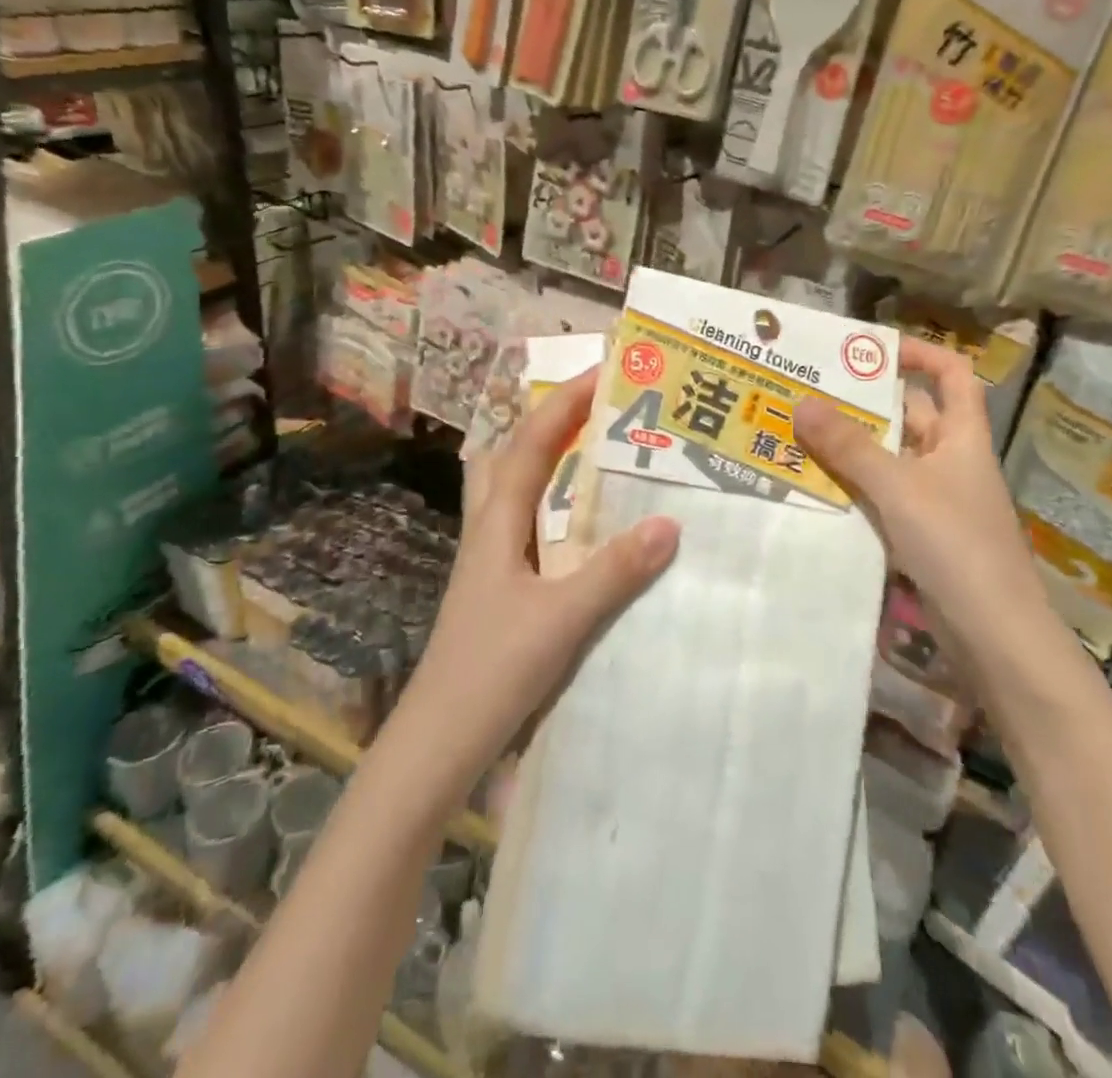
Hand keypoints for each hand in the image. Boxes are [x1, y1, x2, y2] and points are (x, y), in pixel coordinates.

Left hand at [395, 368, 679, 794]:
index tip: (605, 370)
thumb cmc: (493, 671)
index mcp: (497, 522)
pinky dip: (551, 504)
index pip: (533, 443)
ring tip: (590, 451)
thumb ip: (615, 571)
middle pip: (509, 454)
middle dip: (549, 420)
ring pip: (511, 489)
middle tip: (596, 406)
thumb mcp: (562, 619)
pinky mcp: (497, 587)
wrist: (440, 741)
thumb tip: (671, 523)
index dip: (567, 402)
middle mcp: (489, 529)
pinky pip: (525, 525)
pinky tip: (581, 526)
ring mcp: (489, 559)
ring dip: (545, 458)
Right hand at [792, 339, 1041, 645]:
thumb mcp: (898, 487)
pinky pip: (882, 496)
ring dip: (851, 447)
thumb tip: (802, 402)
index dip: (919, 353)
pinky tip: (815, 485)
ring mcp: (935, 500)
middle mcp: (950, 460)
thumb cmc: (955, 544)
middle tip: (809, 391)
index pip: (952, 374)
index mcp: (962, 436)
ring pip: (889, 459)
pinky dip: (853, 486)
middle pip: (909, 416)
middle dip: (864, 403)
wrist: (992, 633)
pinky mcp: (920, 534)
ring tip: (798, 431)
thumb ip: (850, 447)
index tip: (870, 350)